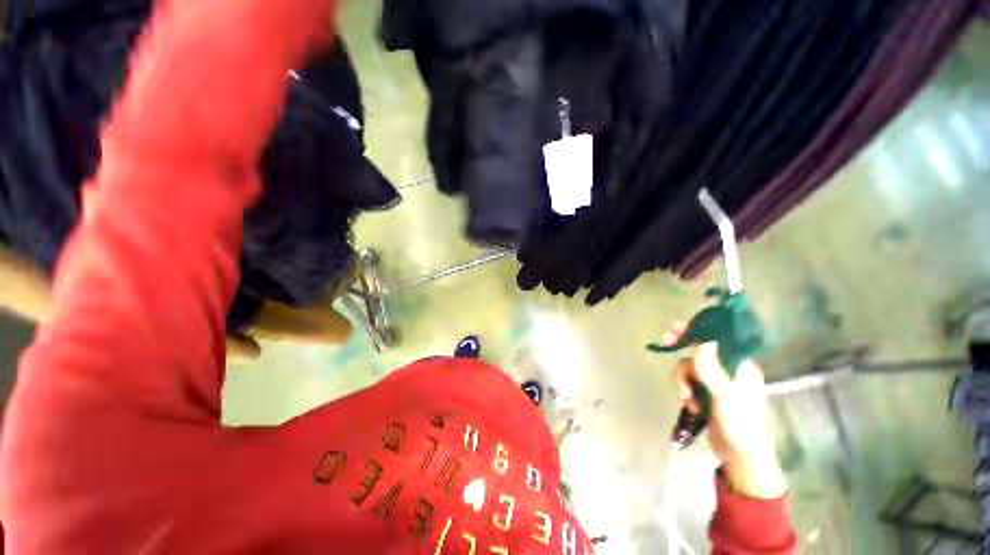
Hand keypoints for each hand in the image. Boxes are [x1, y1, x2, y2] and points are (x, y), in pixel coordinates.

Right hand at [665, 323, 786, 498]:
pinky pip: (687, 382)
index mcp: (740, 366)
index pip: (718, 340)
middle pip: (699, 350)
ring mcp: (715, 382)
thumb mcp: (725, 395)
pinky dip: (684, 391)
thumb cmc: (740, 424)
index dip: (698, 331)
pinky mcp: (705, 394)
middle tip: (666, 341)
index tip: (678, 327)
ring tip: (687, 398)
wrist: (740, 455)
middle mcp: (727, 370)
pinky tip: (690, 406)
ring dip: (683, 381)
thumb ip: (711, 368)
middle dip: (682, 348)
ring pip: (689, 368)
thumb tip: (704, 341)